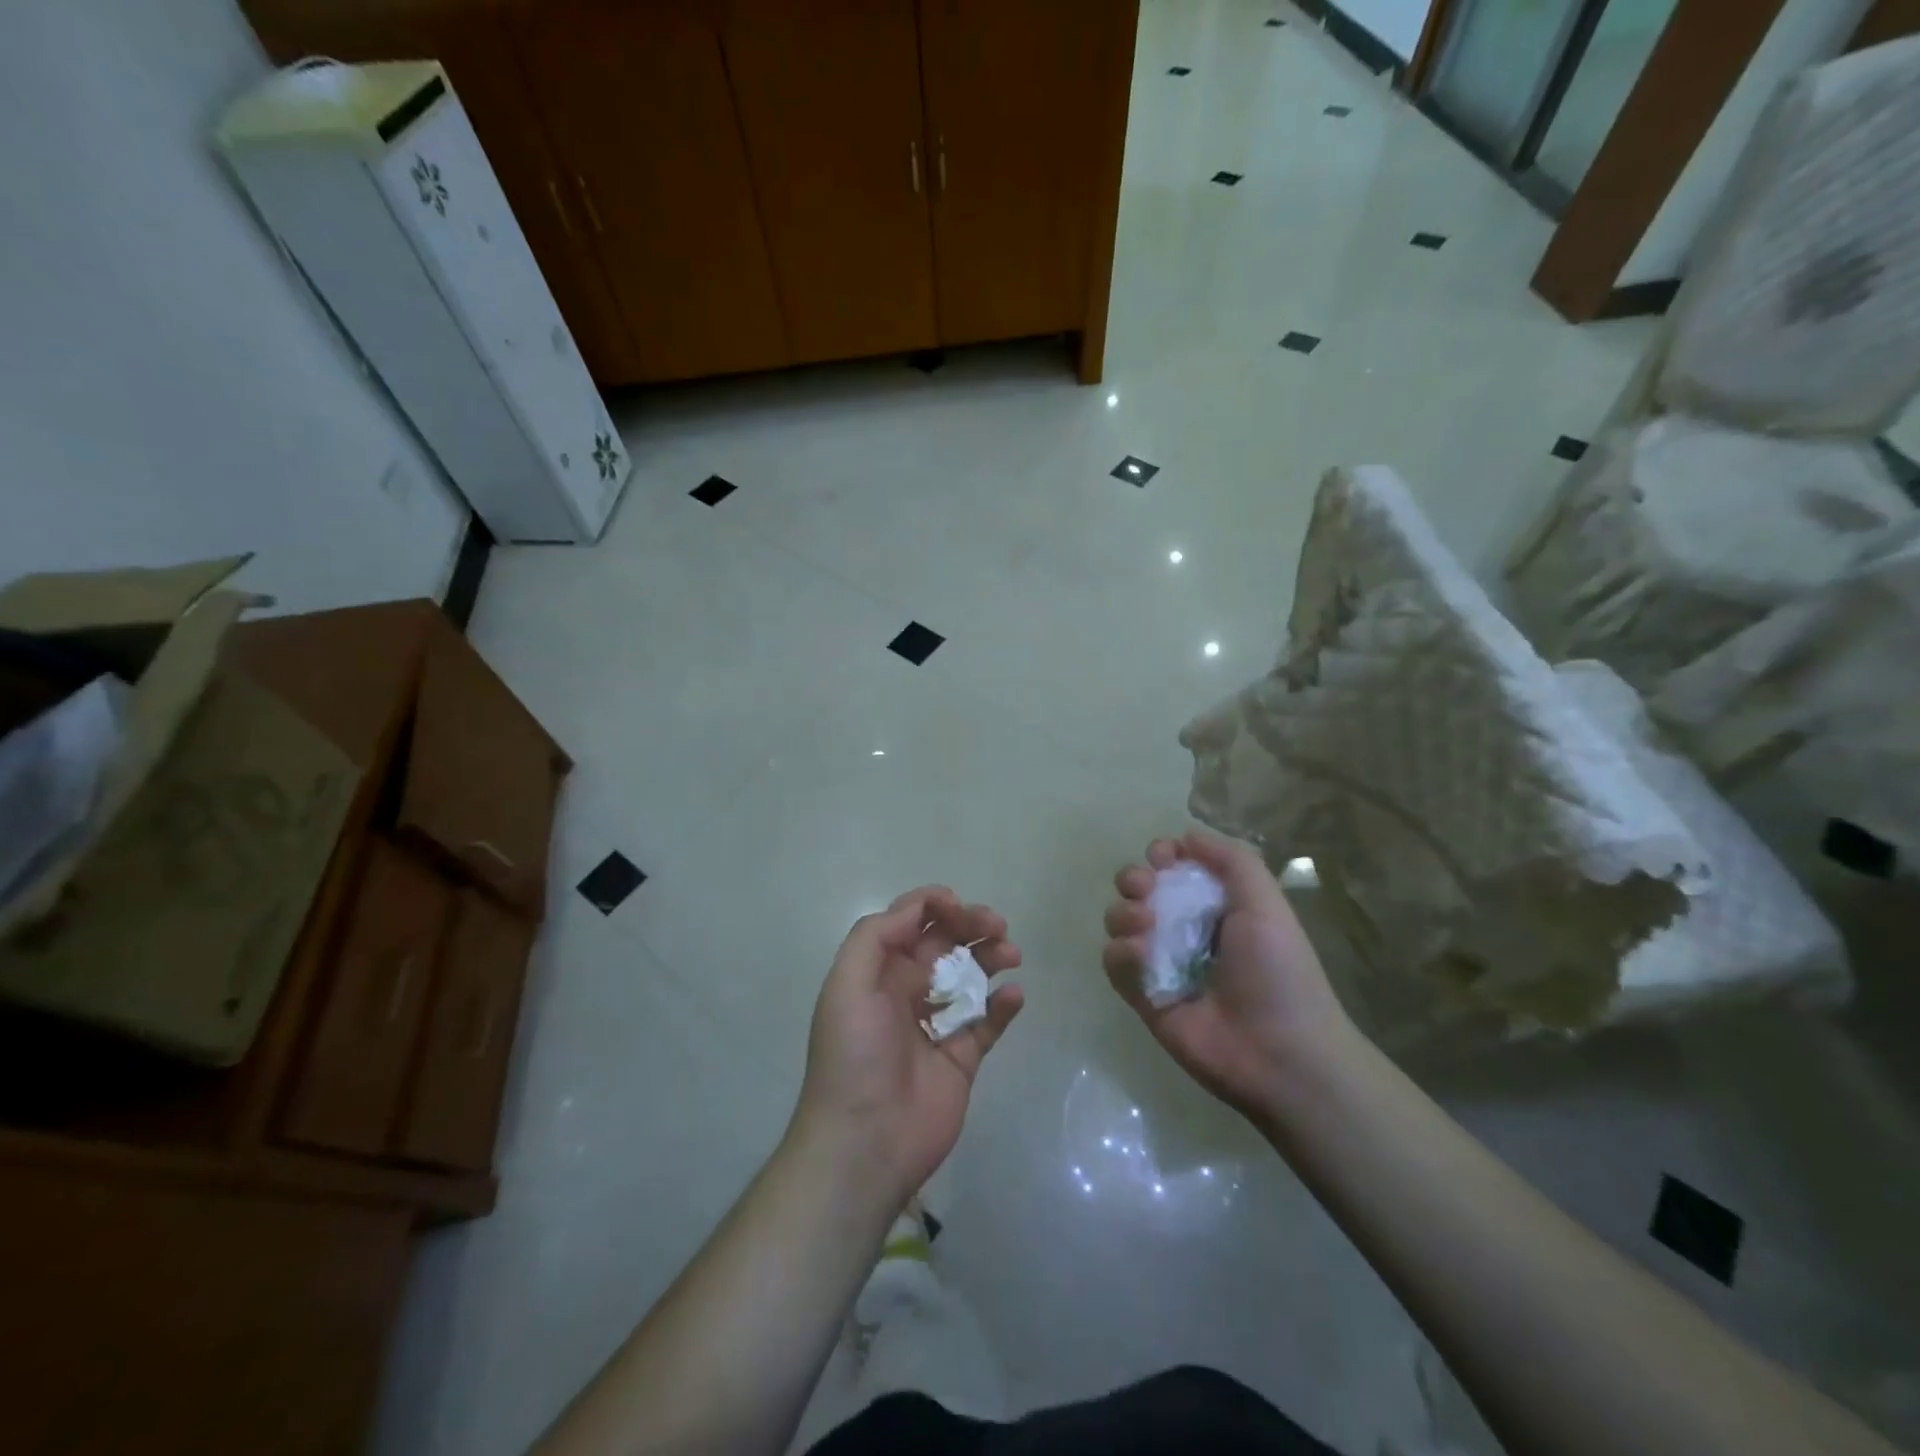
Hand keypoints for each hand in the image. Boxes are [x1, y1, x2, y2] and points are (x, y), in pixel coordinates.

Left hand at [792, 887, 1022, 1210]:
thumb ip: (877, 936)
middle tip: (997, 926)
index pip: (910, 922)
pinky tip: (1013, 996)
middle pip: (944, 943)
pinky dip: (1003, 1004)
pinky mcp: (962, 1058)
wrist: (865, 1142)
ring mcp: (936, 1025)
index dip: (935, 906)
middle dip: (971, 925)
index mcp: (877, 972)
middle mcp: (906, 991)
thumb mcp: (847, 984)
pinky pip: (987, 1022)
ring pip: (970, 977)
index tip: (960, 908)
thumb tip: (920, 907)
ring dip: (991, 957)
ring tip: (1012, 954)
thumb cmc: (854, 1054)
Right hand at [1102, 831, 1350, 1119]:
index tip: (1162, 857)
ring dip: (1125, 913)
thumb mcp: (1265, 902)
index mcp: (1216, 906)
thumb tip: (1185, 837)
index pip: (1175, 868)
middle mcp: (1185, 929)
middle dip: (1134, 879)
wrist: (1279, 1052)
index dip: (1162, 855)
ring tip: (1145, 925)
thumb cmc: (1277, 970)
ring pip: (1120, 921)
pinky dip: (1122, 952)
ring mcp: (1162, 963)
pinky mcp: (1143, 996)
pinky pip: (1115, 961)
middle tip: (1146, 888)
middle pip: (1139, 889)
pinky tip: (1141, 955)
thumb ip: (1230, 859)